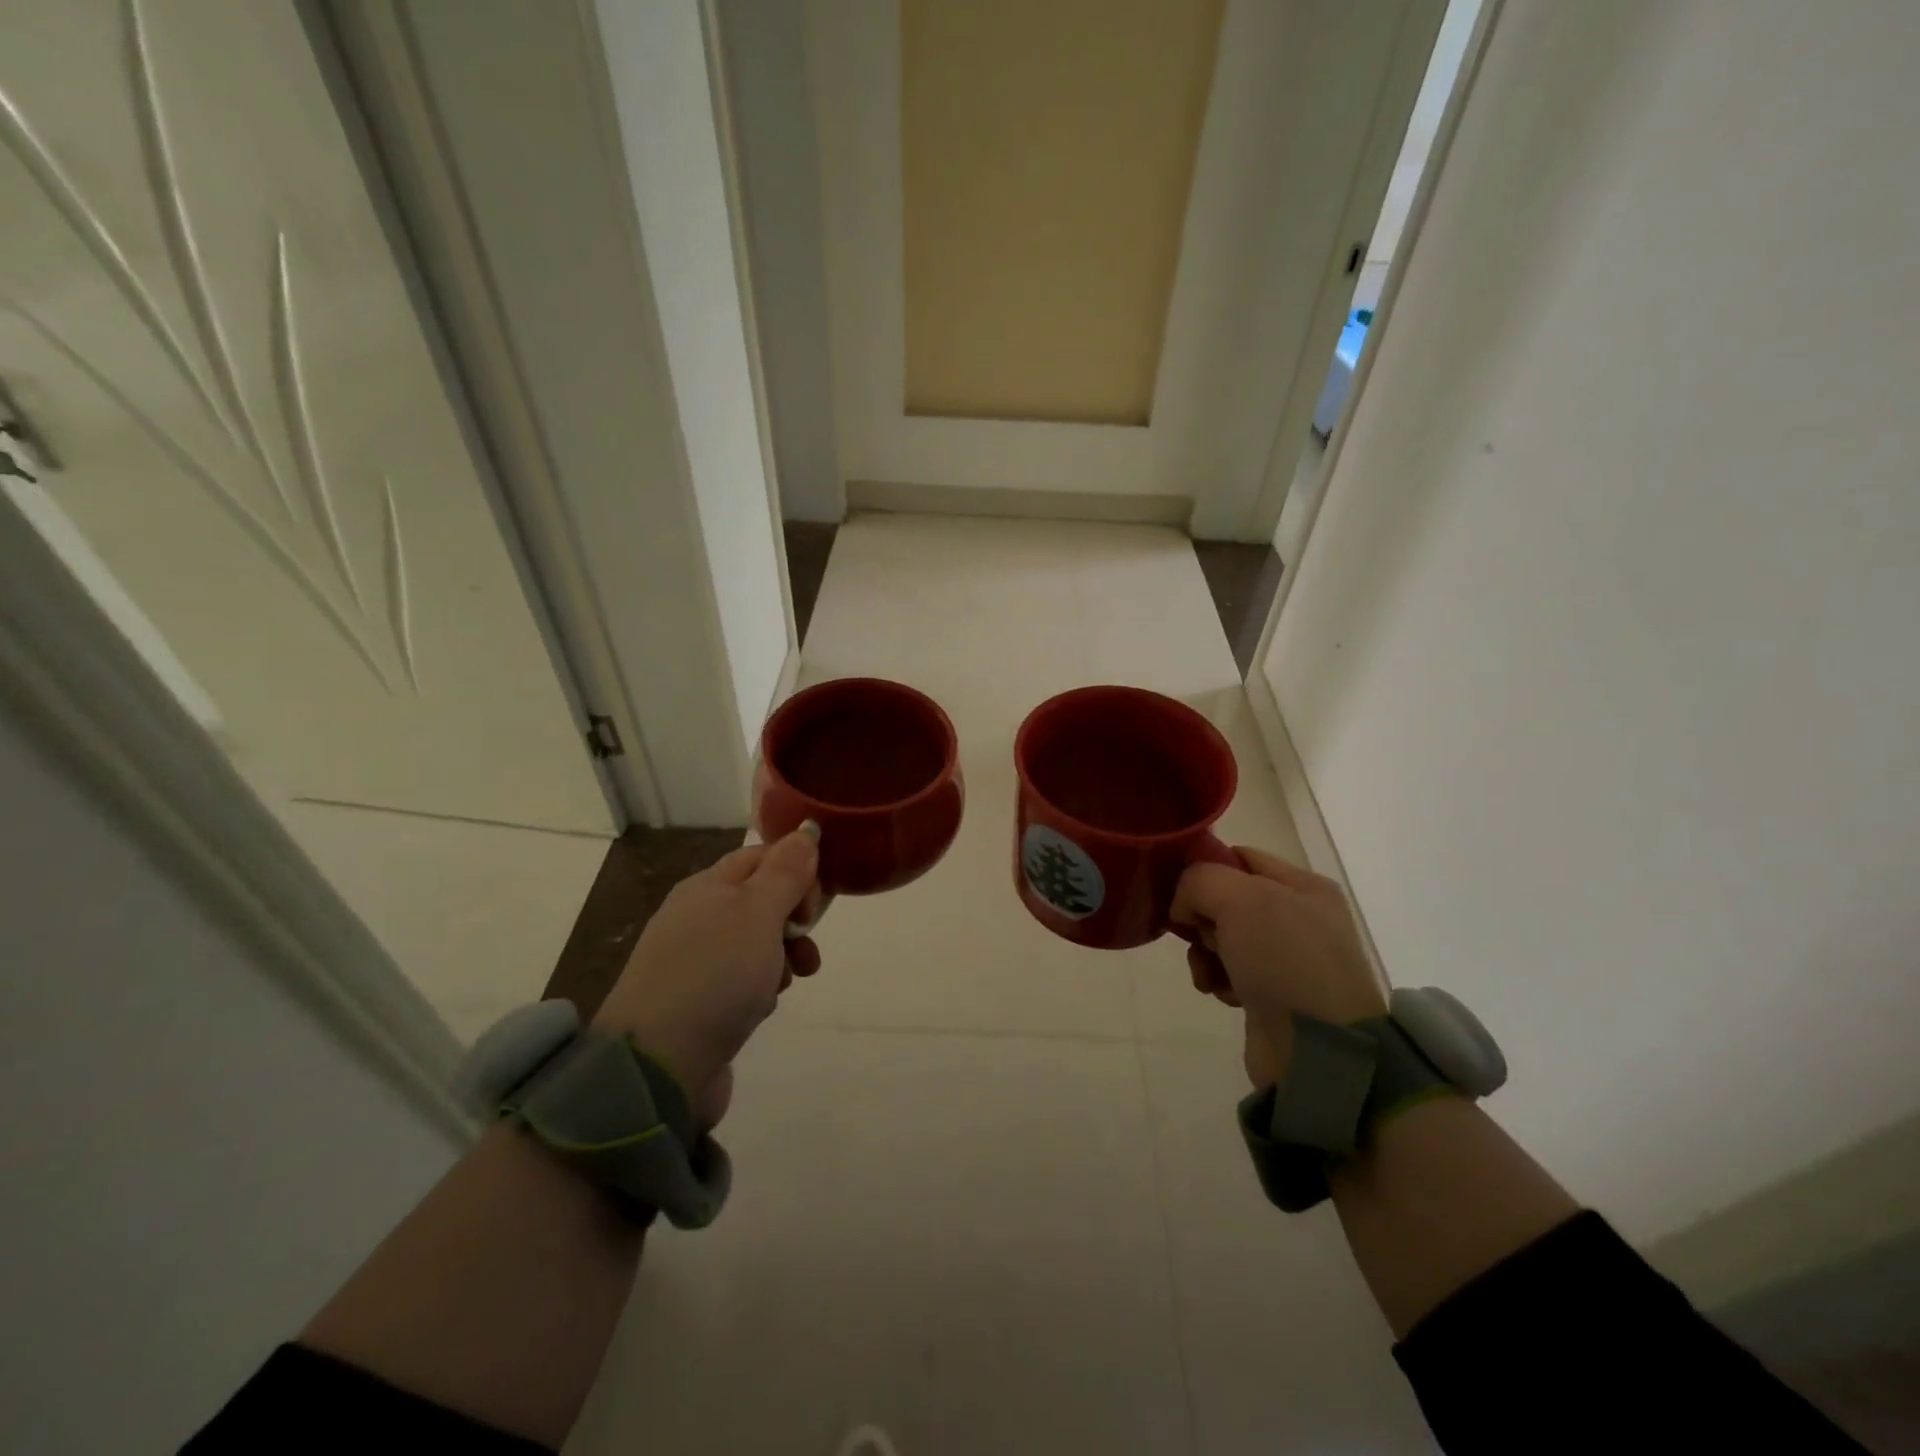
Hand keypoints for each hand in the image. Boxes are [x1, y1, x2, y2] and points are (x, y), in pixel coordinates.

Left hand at [592, 824, 822, 1118]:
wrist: (656, 1066)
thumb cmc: (714, 976)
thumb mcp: (758, 913)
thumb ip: (786, 872)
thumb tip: (806, 829)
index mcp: (707, 886)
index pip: (762, 857)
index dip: (797, 872)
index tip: (815, 906)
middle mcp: (696, 917)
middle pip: (761, 901)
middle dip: (793, 922)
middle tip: (806, 947)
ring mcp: (692, 962)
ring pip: (755, 944)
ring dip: (781, 959)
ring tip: (787, 983)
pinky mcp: (695, 1003)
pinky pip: (740, 981)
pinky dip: (758, 990)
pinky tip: (758, 1008)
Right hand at [1170, 846, 1386, 1088]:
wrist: (1319, 1051)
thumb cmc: (1286, 961)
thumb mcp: (1241, 900)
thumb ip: (1200, 881)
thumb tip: (1184, 907)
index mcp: (1303, 886)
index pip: (1239, 856)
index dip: (1205, 867)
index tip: (1178, 889)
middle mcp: (1299, 917)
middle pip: (1226, 898)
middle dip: (1202, 915)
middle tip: (1200, 935)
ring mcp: (1288, 959)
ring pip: (1222, 937)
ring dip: (1204, 952)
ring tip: (1209, 971)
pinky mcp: (1273, 995)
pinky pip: (1229, 972)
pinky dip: (1217, 979)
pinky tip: (1220, 993)